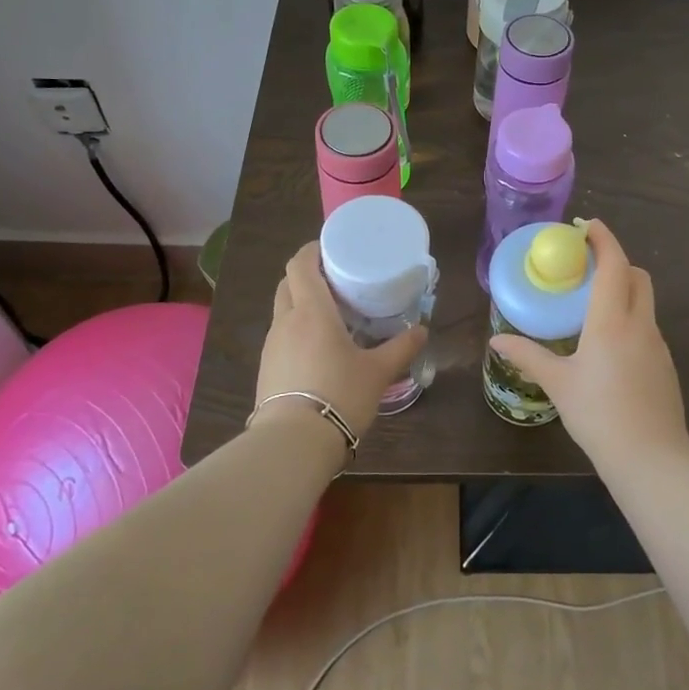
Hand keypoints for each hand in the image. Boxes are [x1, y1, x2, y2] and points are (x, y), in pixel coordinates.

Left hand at [255, 241, 426, 435]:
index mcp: (312, 311)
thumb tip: (422, 331)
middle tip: (335, 280)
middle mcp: (286, 321)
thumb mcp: (378, 372)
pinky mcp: (266, 368)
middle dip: (307, 275)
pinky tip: (316, 348)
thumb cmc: (339, 395)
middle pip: (288, 284)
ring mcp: (271, 345)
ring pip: (283, 310)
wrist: (293, 442)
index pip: (300, 265)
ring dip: (300, 304)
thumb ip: (401, 348)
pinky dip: (296, 330)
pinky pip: (281, 336)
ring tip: (329, 314)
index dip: (311, 250)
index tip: (329, 247)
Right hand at [489, 220, 688, 464]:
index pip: (614, 264)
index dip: (603, 239)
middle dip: (616, 261)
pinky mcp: (665, 365)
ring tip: (593, 305)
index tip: (586, 227)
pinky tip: (609, 346)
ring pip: (645, 301)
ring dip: (624, 290)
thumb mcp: (558, 383)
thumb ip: (528, 356)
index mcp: (612, 320)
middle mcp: (640, 324)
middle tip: (587, 267)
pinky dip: (631, 318)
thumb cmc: (599, 414)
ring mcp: (658, 344)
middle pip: (637, 275)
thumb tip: (497, 341)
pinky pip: (648, 327)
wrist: (651, 457)